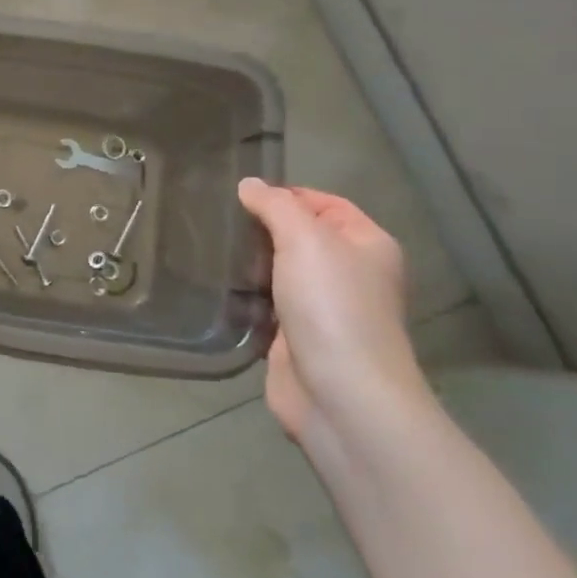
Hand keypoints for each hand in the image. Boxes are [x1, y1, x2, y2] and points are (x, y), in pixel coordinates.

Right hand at [238, 180, 428, 449]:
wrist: (340, 392)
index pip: (326, 203)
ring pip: (280, 270)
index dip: (286, 195)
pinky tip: (217, 284)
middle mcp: (349, 273)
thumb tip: (249, 185)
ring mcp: (323, 307)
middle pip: (300, 235)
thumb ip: (275, 206)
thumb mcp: (305, 239)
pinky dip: (245, 293)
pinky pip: (266, 302)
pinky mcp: (296, 335)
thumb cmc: (331, 305)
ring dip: (249, 261)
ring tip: (210, 247)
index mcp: (366, 244)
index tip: (241, 196)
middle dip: (262, 227)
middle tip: (219, 220)